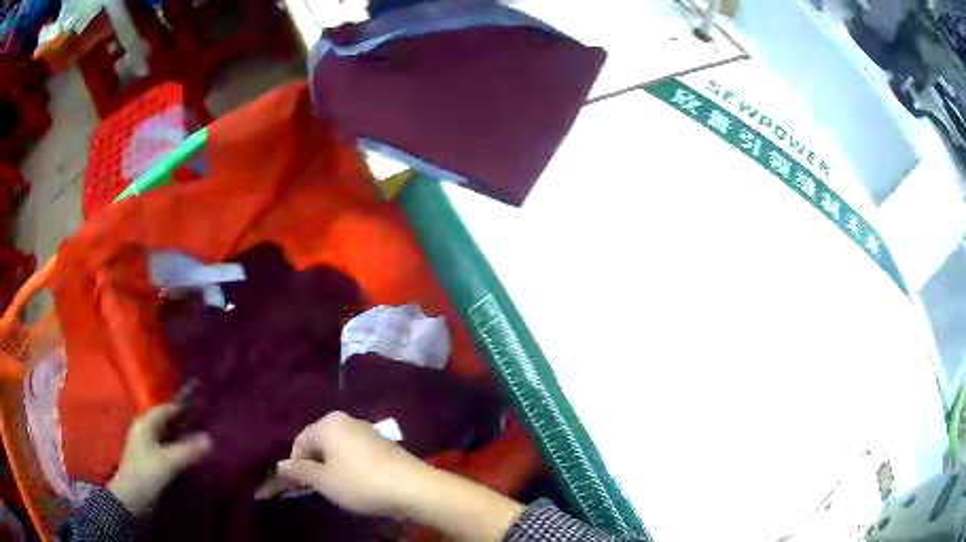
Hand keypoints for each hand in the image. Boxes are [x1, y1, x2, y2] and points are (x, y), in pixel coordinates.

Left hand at [107, 403, 211, 514]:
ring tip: (201, 444)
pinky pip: (167, 450)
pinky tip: (189, 459)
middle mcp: (145, 430)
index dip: (184, 407)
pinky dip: (178, 451)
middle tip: (205, 427)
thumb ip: (189, 450)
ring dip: (182, 439)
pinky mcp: (149, 461)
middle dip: (184, 424)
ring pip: (167, 437)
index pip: (167, 408)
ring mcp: (146, 446)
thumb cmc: (147, 474)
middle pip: (167, 422)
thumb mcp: (169, 462)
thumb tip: (210, 438)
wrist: (131, 499)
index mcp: (146, 423)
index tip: (203, 408)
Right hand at [272, 411, 429, 515]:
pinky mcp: (383, 444)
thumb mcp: (324, 481)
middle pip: (318, 443)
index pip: (299, 442)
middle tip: (318, 489)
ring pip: (337, 450)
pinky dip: (350, 467)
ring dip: (332, 468)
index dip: (296, 466)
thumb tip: (279, 465)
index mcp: (328, 423)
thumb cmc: (360, 483)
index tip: (299, 487)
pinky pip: (355, 453)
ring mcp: (367, 431)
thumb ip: (299, 471)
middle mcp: (346, 421)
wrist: (413, 487)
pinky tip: (357, 483)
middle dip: (314, 466)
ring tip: (338, 489)